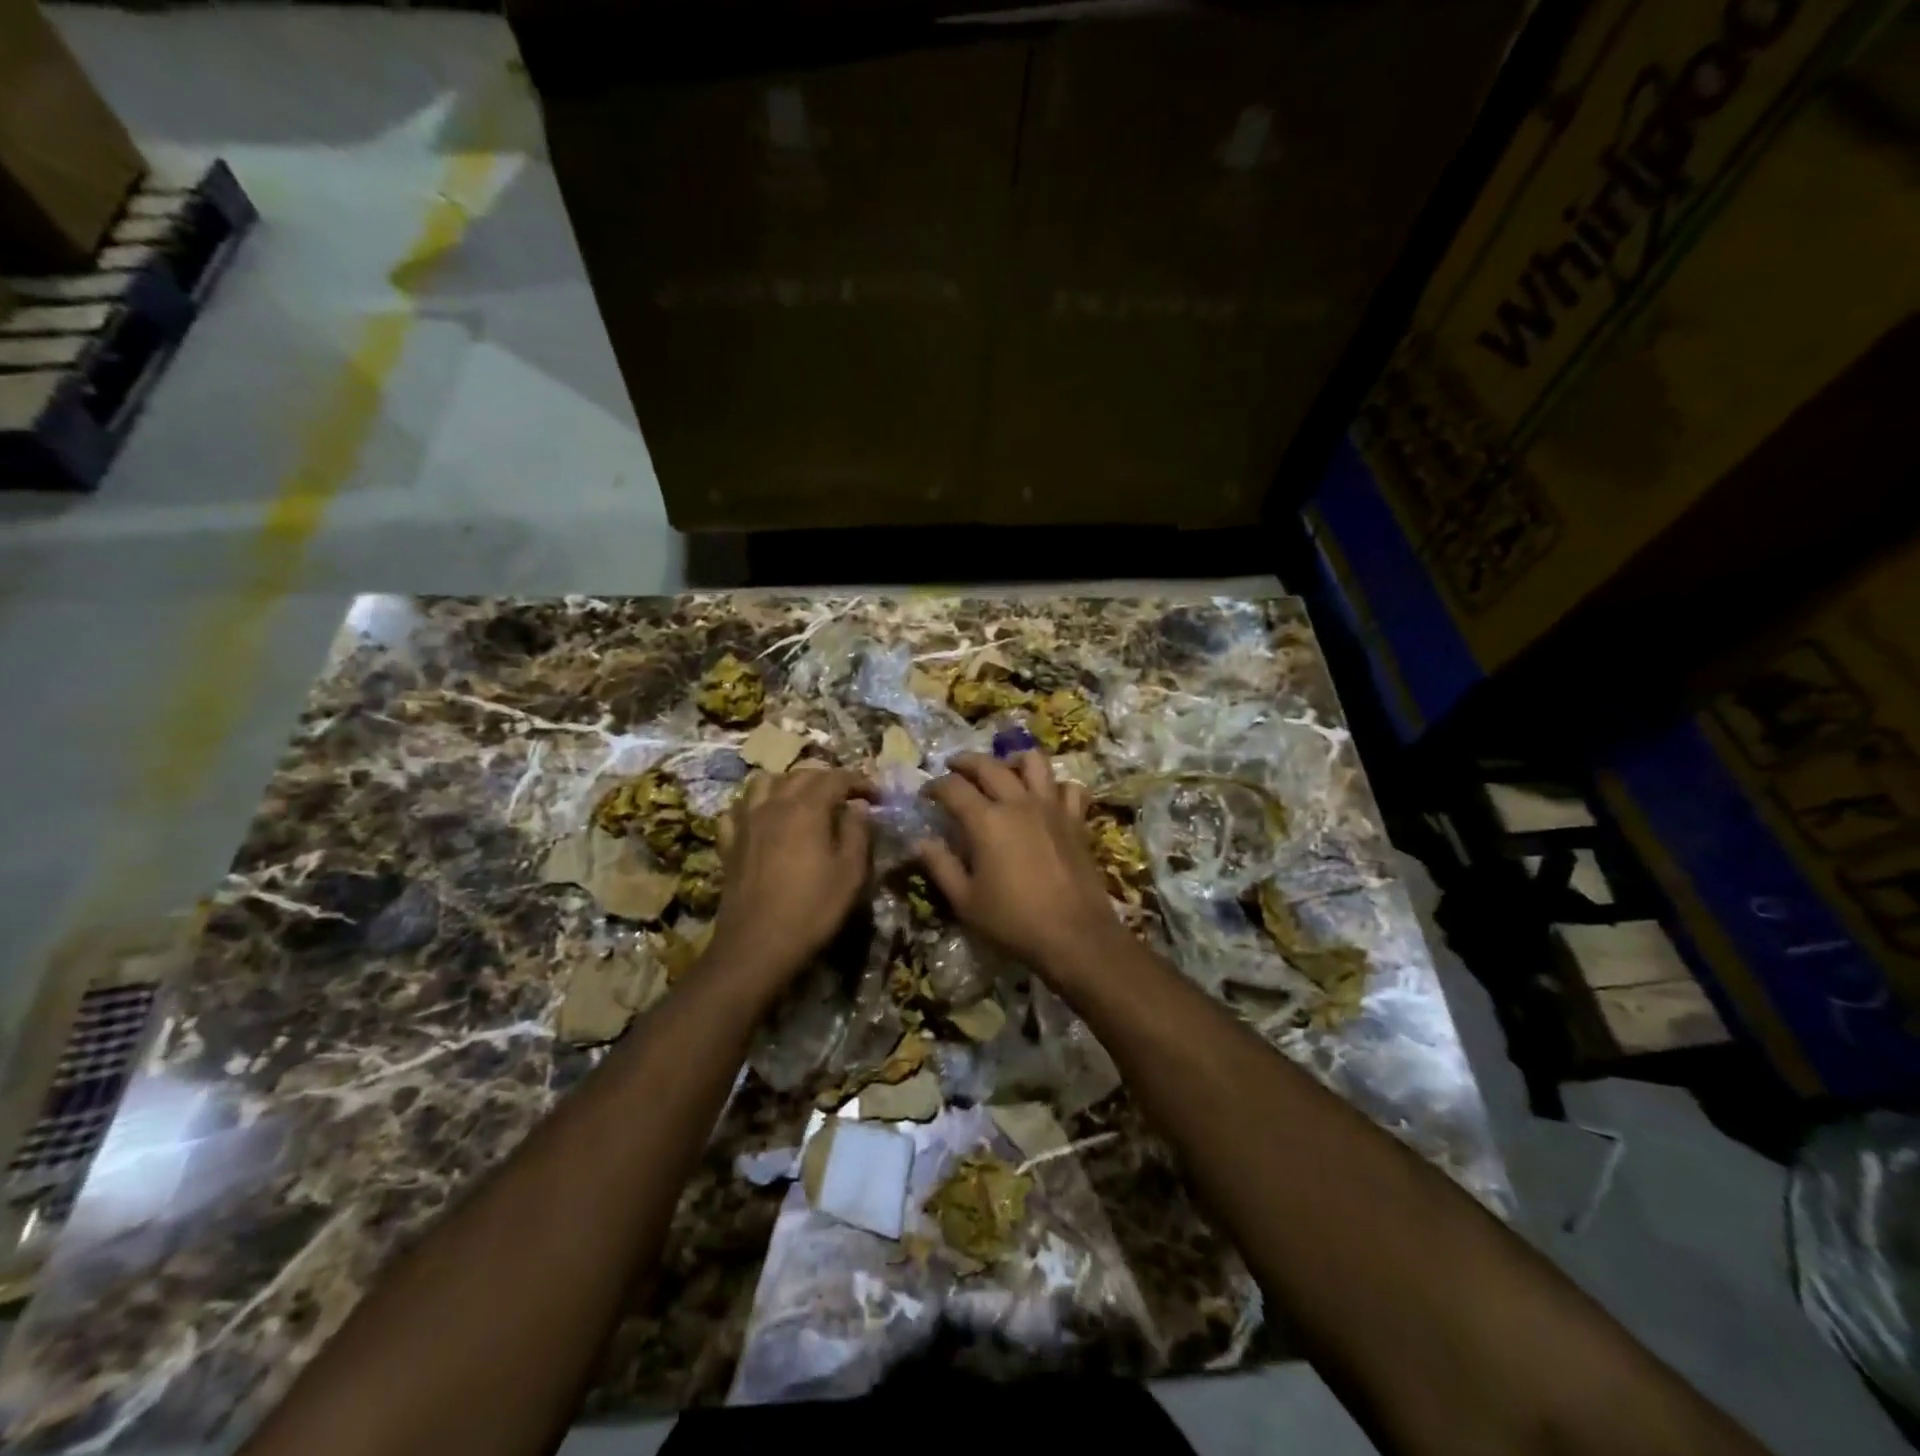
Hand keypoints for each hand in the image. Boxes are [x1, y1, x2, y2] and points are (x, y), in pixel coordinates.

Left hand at [709, 766, 874, 985]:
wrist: (757, 945)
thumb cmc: (812, 908)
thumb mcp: (850, 872)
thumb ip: (857, 832)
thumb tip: (857, 807)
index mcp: (806, 808)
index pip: (836, 778)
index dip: (859, 782)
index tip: (877, 796)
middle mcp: (773, 805)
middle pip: (801, 775)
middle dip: (827, 779)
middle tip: (847, 796)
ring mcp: (746, 823)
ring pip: (763, 783)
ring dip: (787, 783)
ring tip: (803, 799)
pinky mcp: (729, 844)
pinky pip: (737, 810)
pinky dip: (753, 805)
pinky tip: (763, 818)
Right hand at [916, 751, 1119, 975]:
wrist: (1075, 936)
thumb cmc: (1013, 921)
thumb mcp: (965, 901)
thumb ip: (941, 866)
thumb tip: (920, 842)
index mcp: (986, 821)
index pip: (953, 788)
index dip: (935, 786)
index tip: (926, 793)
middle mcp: (1018, 803)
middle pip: (989, 765)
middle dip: (966, 761)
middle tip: (953, 767)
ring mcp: (1052, 807)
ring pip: (1034, 762)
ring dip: (1013, 760)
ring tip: (1004, 769)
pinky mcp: (1076, 820)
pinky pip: (1069, 788)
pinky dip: (1056, 786)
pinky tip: (1047, 797)